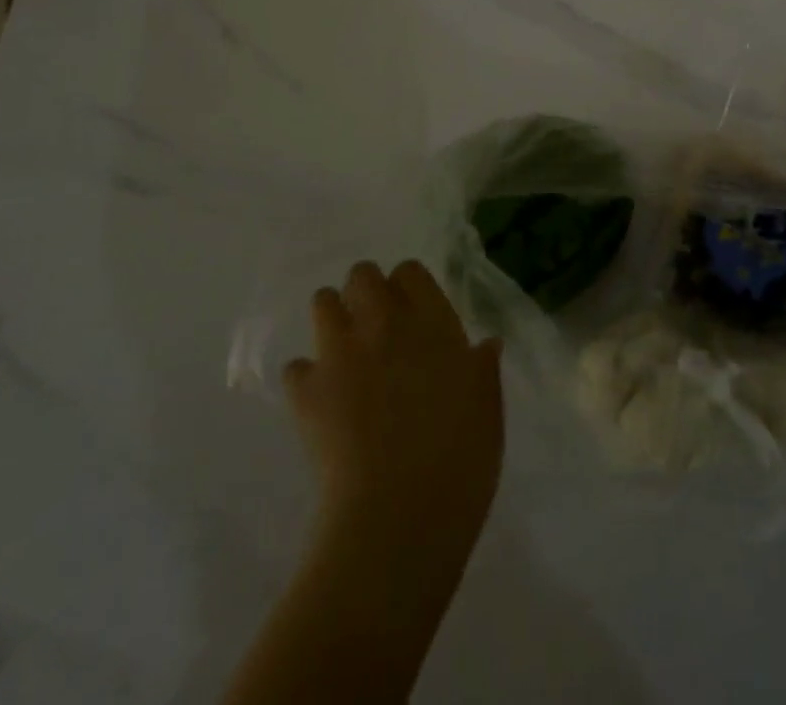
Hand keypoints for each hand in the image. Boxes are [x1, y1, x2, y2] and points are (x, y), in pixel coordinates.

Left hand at [284, 260, 504, 551]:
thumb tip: (485, 345)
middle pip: (362, 275)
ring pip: (323, 303)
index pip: (410, 271)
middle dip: (365, 292)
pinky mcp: (307, 391)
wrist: (399, 514)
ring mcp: (341, 353)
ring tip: (345, 353)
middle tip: (376, 327)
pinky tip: (322, 401)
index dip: (408, 287)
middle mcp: (384, 323)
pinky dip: (307, 378)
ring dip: (332, 319)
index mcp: (432, 321)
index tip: (414, 313)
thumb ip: (482, 368)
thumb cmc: (460, 458)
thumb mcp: (488, 407)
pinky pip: (297, 367)